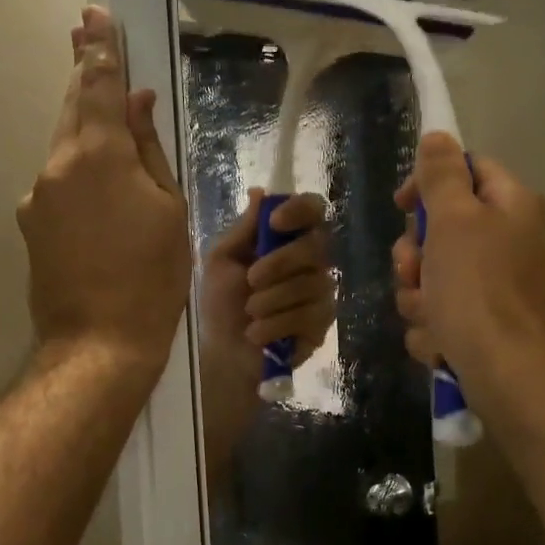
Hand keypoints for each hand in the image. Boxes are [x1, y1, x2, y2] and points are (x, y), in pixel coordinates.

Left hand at [18, 7, 190, 374]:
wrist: (99, 343)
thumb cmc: (152, 277)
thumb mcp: (168, 209)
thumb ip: (148, 150)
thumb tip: (136, 104)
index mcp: (98, 155)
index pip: (97, 85)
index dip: (99, 48)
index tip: (93, 14)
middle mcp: (57, 166)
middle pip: (71, 109)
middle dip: (83, 75)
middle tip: (86, 37)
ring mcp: (37, 197)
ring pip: (64, 148)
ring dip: (84, 130)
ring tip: (106, 123)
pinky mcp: (31, 226)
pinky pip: (59, 184)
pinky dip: (78, 174)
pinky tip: (100, 197)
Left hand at [198, 190, 334, 379]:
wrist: (224, 352)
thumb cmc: (221, 303)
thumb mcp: (222, 261)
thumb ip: (243, 229)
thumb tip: (260, 191)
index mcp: (286, 239)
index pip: (312, 209)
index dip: (299, 210)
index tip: (275, 223)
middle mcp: (311, 260)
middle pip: (315, 246)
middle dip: (280, 263)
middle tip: (251, 280)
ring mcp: (321, 291)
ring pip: (311, 283)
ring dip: (272, 300)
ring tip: (250, 314)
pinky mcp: (323, 322)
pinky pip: (309, 315)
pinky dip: (277, 324)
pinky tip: (258, 334)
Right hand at [391, 133, 544, 392]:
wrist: (509, 376)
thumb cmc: (479, 291)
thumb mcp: (453, 222)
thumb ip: (442, 175)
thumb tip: (438, 134)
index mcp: (512, 206)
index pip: (467, 170)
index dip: (428, 183)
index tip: (401, 206)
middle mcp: (512, 241)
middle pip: (443, 230)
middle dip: (416, 257)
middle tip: (414, 272)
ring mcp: (501, 287)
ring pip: (435, 277)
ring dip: (419, 297)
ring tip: (430, 316)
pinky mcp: (489, 325)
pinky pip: (444, 314)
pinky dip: (435, 328)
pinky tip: (441, 342)